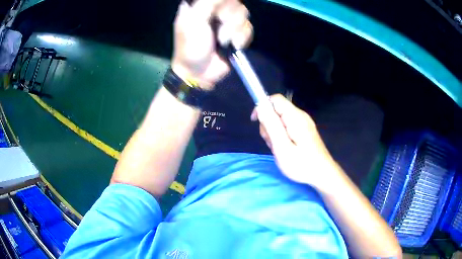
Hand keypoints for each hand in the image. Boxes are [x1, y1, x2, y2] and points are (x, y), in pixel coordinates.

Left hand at [172, 0, 251, 89]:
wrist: (199, 72)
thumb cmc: (191, 46)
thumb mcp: (194, 21)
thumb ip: (208, 3)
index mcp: (202, 5)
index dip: (224, 3)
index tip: (218, 12)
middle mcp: (216, 10)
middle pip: (235, 2)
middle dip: (228, 16)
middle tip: (218, 25)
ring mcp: (228, 21)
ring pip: (244, 13)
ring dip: (233, 29)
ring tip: (222, 40)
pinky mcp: (238, 34)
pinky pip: (249, 28)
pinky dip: (242, 38)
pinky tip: (233, 45)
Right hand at [251, 94, 337, 189]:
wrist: (323, 174)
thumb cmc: (302, 164)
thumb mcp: (282, 147)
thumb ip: (271, 126)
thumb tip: (260, 107)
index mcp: (295, 117)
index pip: (275, 99)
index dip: (263, 106)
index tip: (256, 121)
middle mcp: (300, 115)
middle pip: (277, 110)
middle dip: (268, 124)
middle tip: (273, 143)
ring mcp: (303, 123)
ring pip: (280, 119)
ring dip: (274, 133)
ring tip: (280, 149)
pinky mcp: (304, 130)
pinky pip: (287, 127)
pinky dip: (281, 136)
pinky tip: (285, 149)